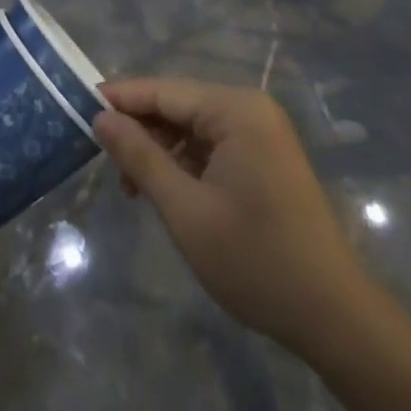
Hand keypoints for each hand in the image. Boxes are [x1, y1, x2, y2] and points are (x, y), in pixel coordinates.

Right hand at [93, 78, 373, 358]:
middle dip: (138, 130)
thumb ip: (140, 157)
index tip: (75, 107)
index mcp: (236, 110)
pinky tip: (164, 189)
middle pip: (177, 105)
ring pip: (191, 127)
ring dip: (159, 150)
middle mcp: (250, 109)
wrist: (335, 319)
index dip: (119, 99)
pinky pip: (210, 145)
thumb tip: (100, 117)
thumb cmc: (256, 260)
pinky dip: (183, 163)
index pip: (163, 91)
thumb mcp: (185, 210)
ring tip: (130, 186)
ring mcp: (261, 133)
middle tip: (100, 158)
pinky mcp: (264, 158)